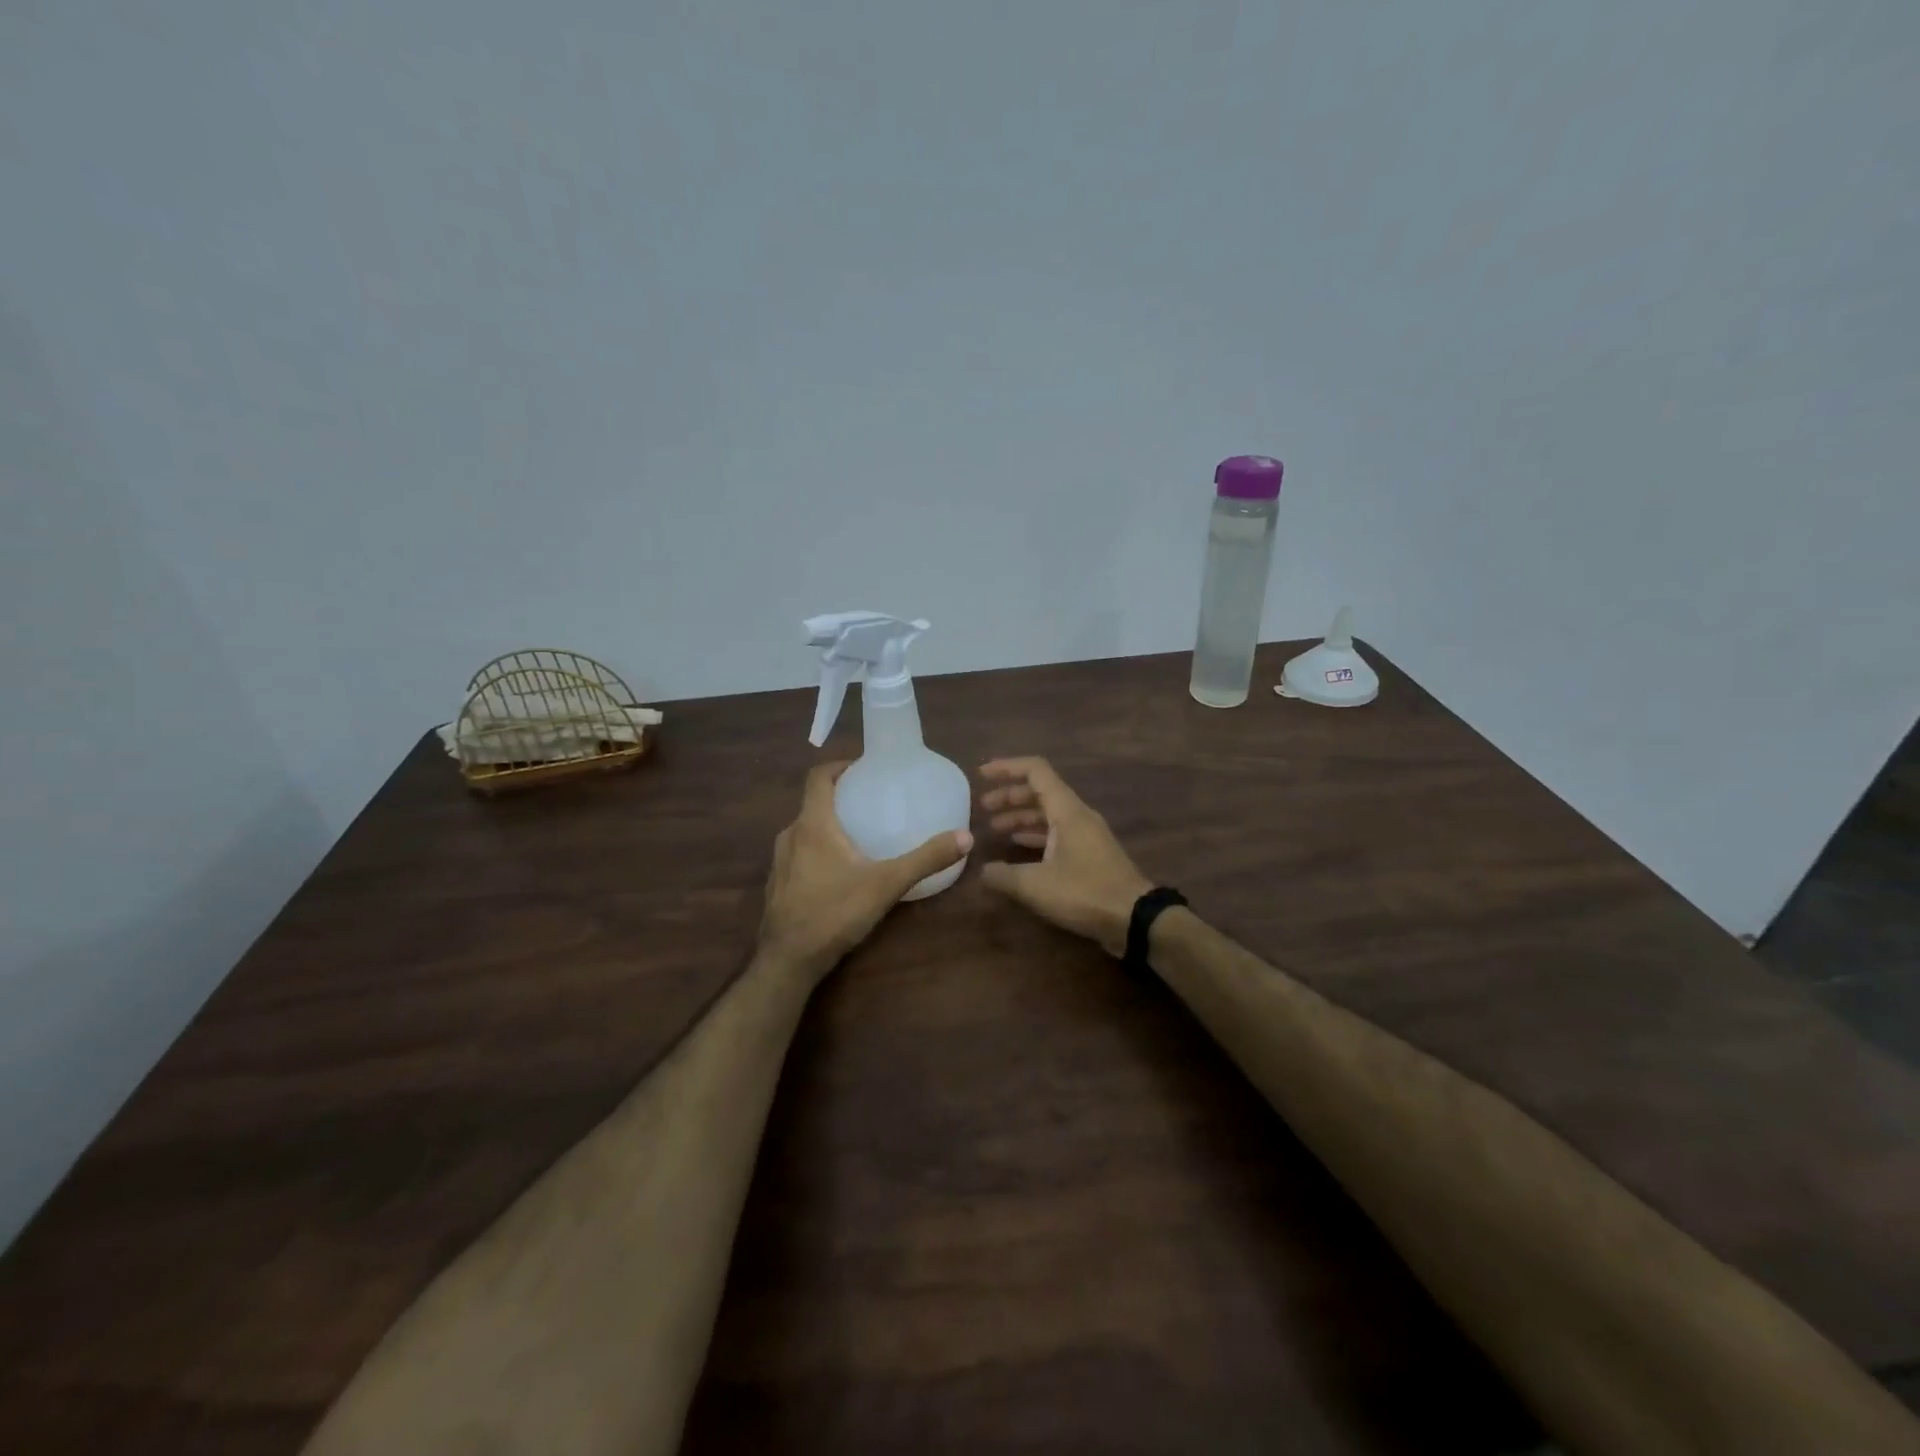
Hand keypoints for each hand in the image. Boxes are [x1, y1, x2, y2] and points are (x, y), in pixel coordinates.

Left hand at [757, 762, 972, 983]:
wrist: (787, 961)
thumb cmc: (834, 912)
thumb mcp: (886, 884)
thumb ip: (925, 860)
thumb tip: (965, 837)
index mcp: (813, 824)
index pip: (818, 776)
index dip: (839, 765)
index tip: (865, 768)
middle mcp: (791, 834)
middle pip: (814, 803)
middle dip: (841, 797)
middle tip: (873, 801)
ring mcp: (780, 861)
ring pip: (806, 830)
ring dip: (830, 825)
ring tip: (861, 835)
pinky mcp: (778, 884)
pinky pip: (800, 853)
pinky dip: (819, 850)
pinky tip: (841, 871)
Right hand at [977, 757, 1152, 956]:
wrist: (1134, 918)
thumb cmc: (1085, 893)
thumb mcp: (1036, 885)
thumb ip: (1004, 875)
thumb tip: (982, 870)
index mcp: (1066, 811)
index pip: (1035, 771)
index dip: (1007, 768)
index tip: (982, 775)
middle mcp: (1077, 815)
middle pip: (1040, 791)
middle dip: (1009, 795)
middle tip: (983, 807)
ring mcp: (1086, 834)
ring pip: (1048, 813)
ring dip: (1021, 816)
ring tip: (994, 828)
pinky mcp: (1090, 853)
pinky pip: (1057, 832)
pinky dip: (1035, 833)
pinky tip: (1018, 846)